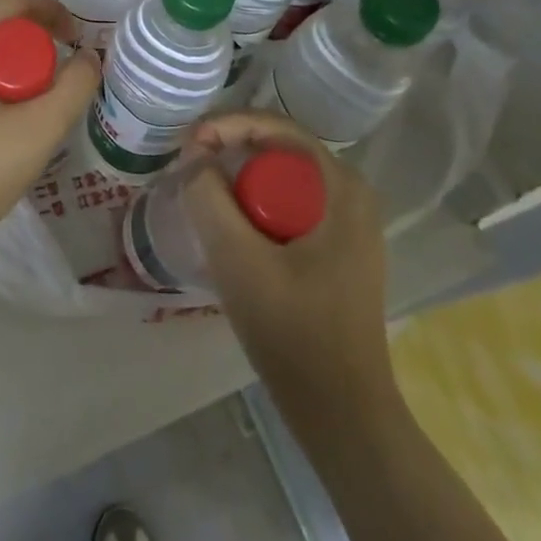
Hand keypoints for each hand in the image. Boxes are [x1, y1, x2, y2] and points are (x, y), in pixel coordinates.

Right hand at [180, 112, 397, 420]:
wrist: (342, 415)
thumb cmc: (293, 332)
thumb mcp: (237, 259)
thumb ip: (208, 197)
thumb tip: (196, 155)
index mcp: (342, 186)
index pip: (277, 128)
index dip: (228, 125)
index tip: (189, 143)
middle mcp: (352, 193)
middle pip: (279, 151)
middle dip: (231, 153)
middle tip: (190, 170)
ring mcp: (350, 224)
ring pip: (282, 181)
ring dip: (241, 183)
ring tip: (202, 197)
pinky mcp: (339, 250)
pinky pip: (290, 207)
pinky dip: (257, 208)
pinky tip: (232, 231)